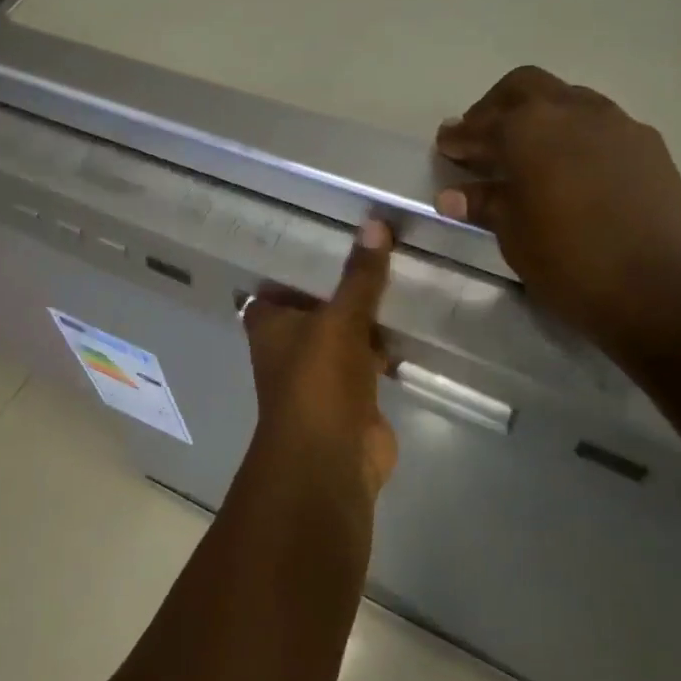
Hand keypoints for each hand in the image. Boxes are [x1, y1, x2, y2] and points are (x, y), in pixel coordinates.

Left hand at [242, 221, 397, 501]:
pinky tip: (411, 320)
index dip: (300, 260)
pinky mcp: (352, 392)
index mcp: (269, 322)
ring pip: (345, 330)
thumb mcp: (339, 319)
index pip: (279, 282)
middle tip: (378, 244)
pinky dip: (384, 343)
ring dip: (366, 313)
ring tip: (401, 271)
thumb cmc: (318, 380)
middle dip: (342, 283)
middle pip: (316, 304)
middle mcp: (289, 343)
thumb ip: (359, 276)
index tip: (331, 230)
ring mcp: (321, 370)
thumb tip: (375, 223)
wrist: (332, 457)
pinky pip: (369, 357)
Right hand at [433, 66, 680, 363]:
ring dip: (539, 116)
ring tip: (525, 153)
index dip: (459, 136)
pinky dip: (574, 135)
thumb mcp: (513, 234)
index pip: (482, 123)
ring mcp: (617, 125)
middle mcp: (573, 112)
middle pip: (525, 87)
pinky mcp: (648, 146)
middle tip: (482, 138)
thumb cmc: (568, 262)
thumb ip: (485, 203)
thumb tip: (454, 195)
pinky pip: (600, 124)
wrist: (659, 291)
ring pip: (567, 99)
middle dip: (497, 107)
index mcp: (530, 130)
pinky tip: (569, 169)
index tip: (445, 146)